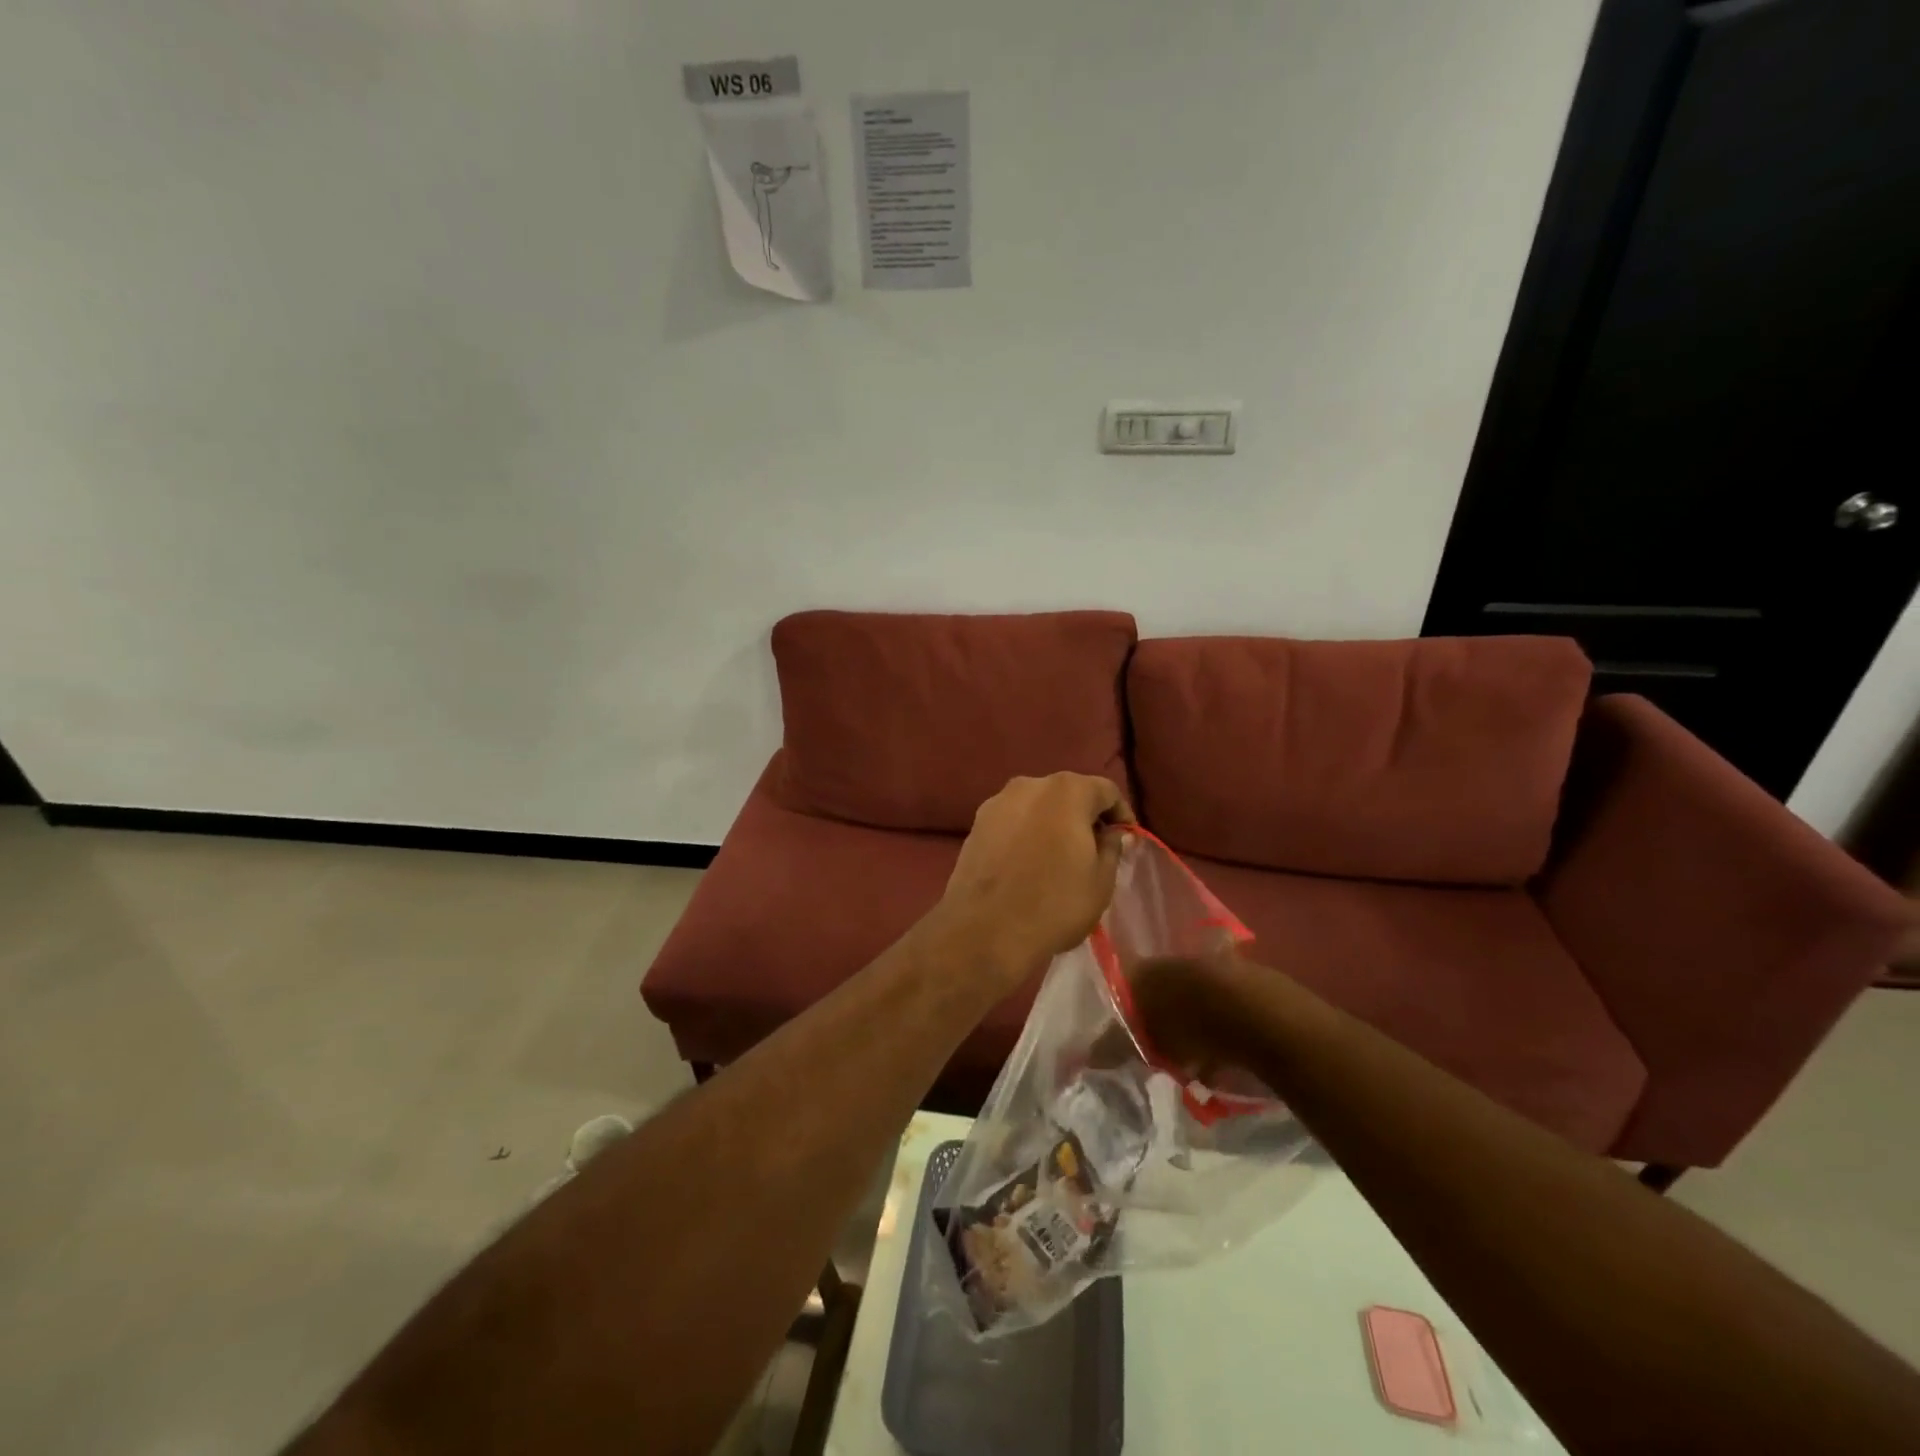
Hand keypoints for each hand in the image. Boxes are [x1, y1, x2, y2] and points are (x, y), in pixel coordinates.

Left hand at [934, 773, 1133, 992]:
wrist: (985, 930)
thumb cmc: (1055, 904)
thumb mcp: (1101, 881)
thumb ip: (1112, 847)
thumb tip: (1114, 833)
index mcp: (1067, 791)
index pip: (1106, 791)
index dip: (1121, 813)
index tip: (1127, 839)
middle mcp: (1030, 784)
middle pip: (1068, 793)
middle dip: (1085, 816)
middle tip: (1096, 847)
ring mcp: (997, 802)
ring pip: (1036, 805)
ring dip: (1052, 823)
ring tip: (1060, 856)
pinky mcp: (976, 824)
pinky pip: (1012, 821)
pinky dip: (1026, 833)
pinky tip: (1029, 862)